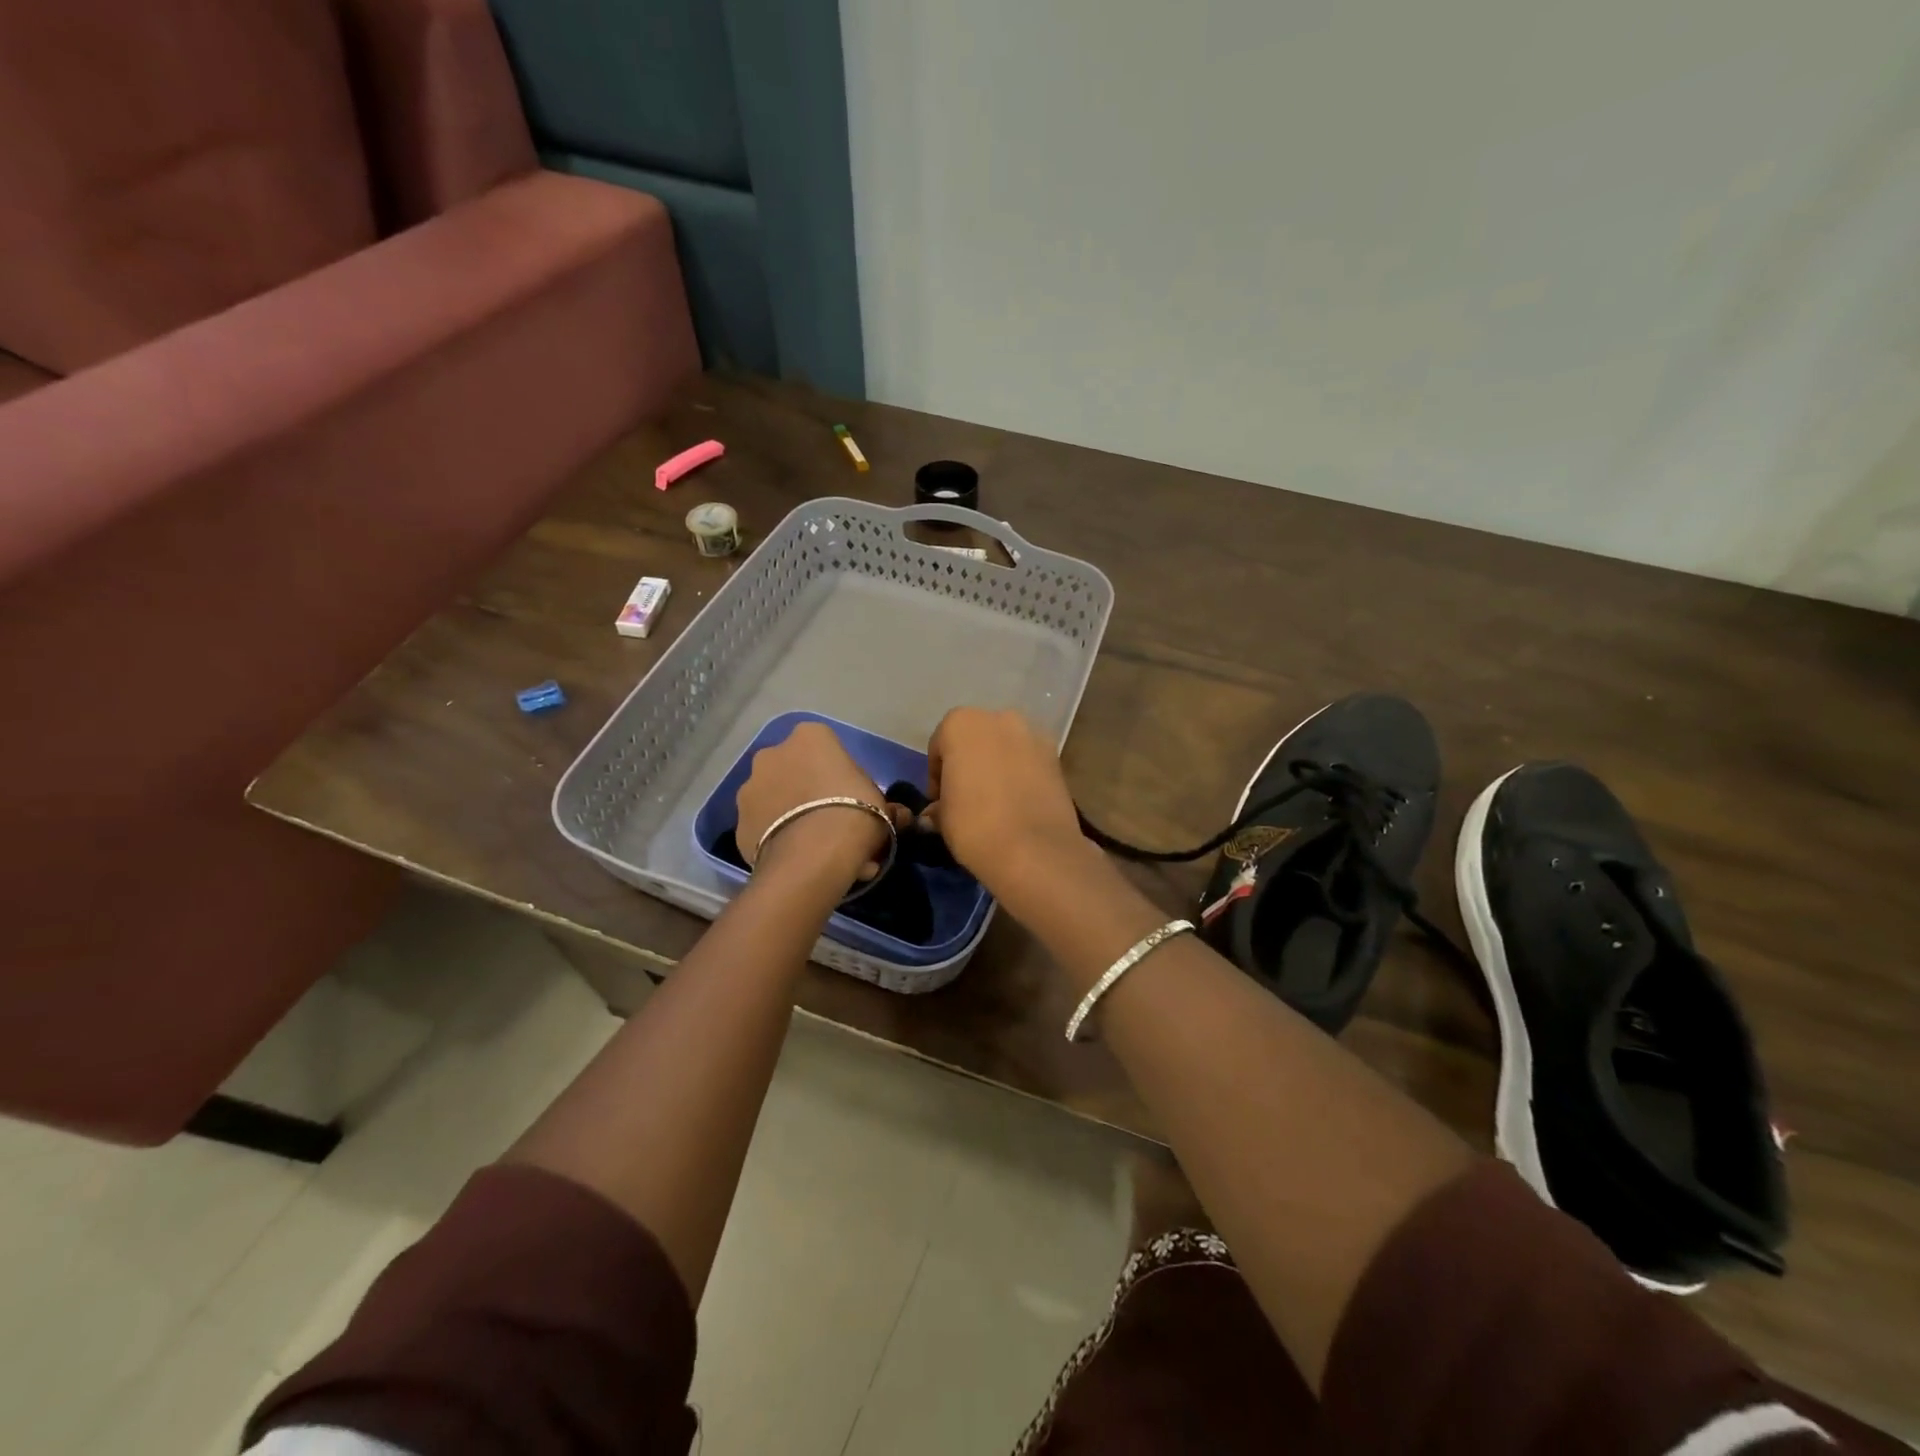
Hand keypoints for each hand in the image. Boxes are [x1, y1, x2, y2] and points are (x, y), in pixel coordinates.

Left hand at [736, 722, 893, 882]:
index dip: (839, 773)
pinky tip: (799, 862)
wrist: (814, 855)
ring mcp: (749, 788)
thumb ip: (884, 805)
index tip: (852, 797)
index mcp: (810, 737)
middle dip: (809, 793)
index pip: (825, 747)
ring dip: (792, 817)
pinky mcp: (738, 824)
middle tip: (833, 823)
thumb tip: (897, 815)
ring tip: (817, 851)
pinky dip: (778, 841)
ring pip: (776, 800)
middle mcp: (772, 754)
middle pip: (794, 771)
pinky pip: (764, 829)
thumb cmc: (855, 813)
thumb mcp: (882, 806)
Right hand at [926, 708, 1090, 895]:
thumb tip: (937, 812)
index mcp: (961, 724)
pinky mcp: (1056, 756)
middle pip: (974, 739)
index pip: (939, 745)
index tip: (939, 801)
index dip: (936, 775)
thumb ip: (938, 806)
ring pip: (1005, 747)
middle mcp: (998, 718)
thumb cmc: (975, 825)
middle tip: (965, 797)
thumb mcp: (943, 818)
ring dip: (996, 765)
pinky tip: (1018, 802)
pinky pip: (1028, 761)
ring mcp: (1032, 734)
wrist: (1035, 850)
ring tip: (995, 800)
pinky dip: (1021, 774)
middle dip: (968, 763)